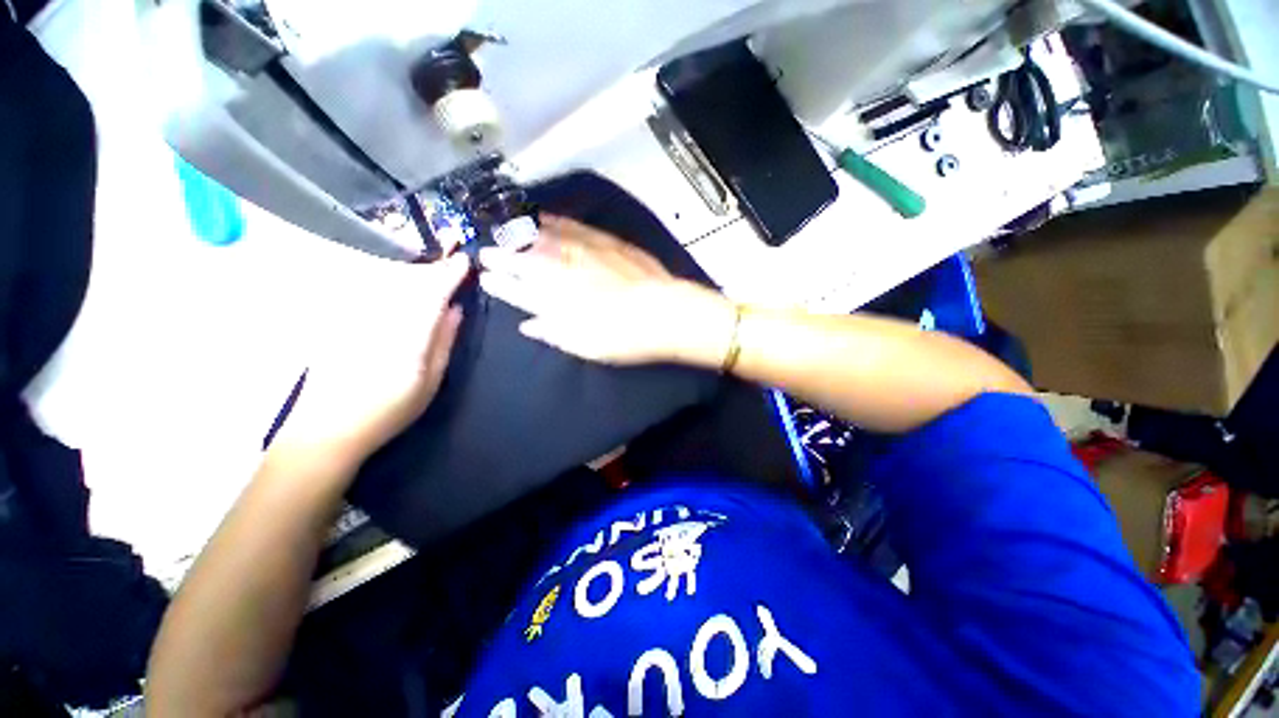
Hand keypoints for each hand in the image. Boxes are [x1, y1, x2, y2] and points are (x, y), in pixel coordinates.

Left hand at [271, 253, 469, 471]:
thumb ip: (443, 341)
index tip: (464, 261)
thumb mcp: (430, 381)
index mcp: (406, 335)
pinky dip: (388, 288)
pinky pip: (368, 294)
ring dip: (411, 278)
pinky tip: (396, 296)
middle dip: (431, 272)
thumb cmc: (388, 410)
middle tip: (450, 270)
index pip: (431, 293)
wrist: (325, 430)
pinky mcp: (336, 321)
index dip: (449, 274)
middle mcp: (377, 318)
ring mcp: (353, 318)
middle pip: (407, 282)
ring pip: (386, 285)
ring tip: (428, 280)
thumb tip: (455, 310)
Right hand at [478, 216, 735, 367]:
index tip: (485, 276)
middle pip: (524, 260)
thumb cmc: (622, 337)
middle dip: (502, 255)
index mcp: (555, 299)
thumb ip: (551, 331)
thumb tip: (527, 325)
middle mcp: (563, 271)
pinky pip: (572, 227)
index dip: (499, 282)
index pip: (517, 288)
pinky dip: (554, 223)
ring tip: (506, 231)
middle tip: (487, 251)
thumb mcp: (583, 345)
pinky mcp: (604, 242)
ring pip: (543, 239)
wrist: (663, 312)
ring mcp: (583, 252)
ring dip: (521, 235)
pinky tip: (545, 219)